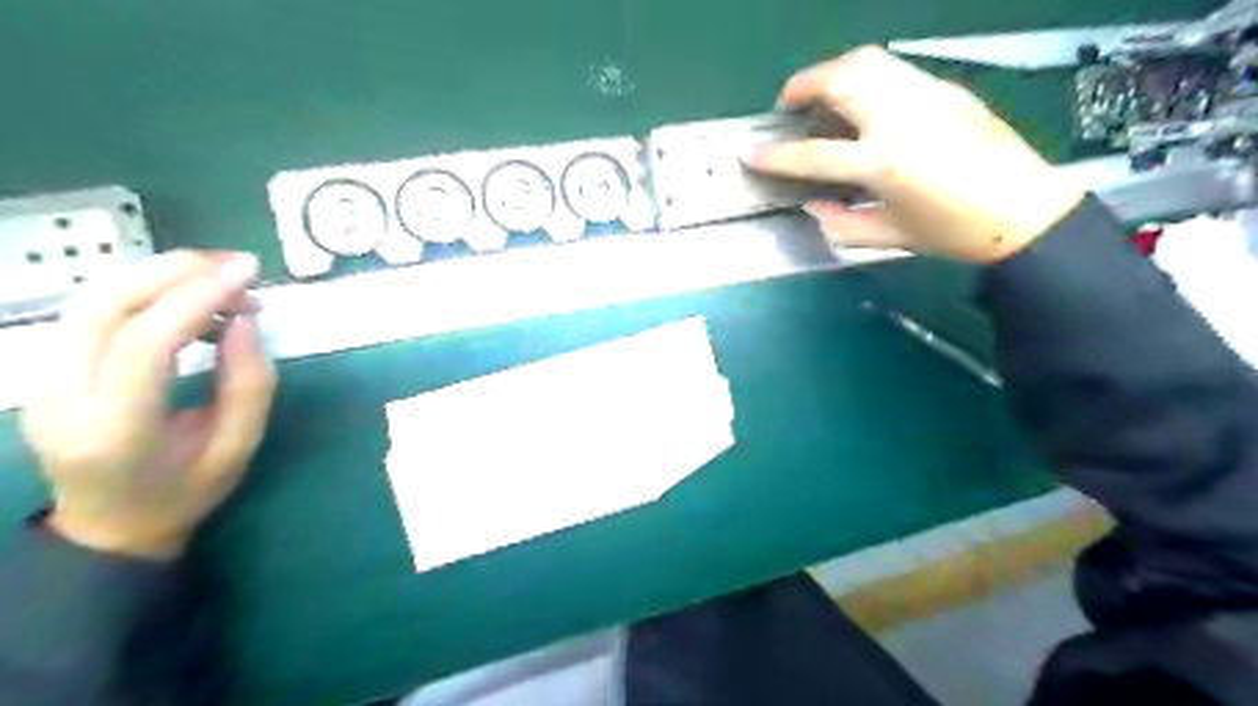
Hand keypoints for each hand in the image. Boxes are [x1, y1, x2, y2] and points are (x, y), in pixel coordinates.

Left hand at [20, 251, 275, 558]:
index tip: (248, 274)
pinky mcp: (46, 369)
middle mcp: (62, 398)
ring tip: (220, 279)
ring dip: (160, 275)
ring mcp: (43, 381)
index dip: (198, 298)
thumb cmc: (184, 494)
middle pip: (104, 306)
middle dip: (175, 271)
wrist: (107, 528)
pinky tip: (190, 303)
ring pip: (91, 300)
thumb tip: (245, 320)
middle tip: (238, 266)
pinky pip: (93, 313)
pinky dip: (147, 293)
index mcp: (115, 430)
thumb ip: (250, 385)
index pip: (146, 343)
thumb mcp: (237, 448)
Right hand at [741, 45, 1087, 265]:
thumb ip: (841, 223)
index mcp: (884, 163)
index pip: (814, 154)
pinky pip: (894, 70)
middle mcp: (902, 119)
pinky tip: (864, 102)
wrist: (1025, 211)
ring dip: (834, 71)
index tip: (750, 151)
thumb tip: (813, 206)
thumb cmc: (954, 232)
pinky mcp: (946, 89)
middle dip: (802, 84)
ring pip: (868, 61)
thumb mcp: (889, 237)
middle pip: (840, 80)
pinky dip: (866, 77)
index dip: (775, 154)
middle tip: (788, 103)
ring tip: (822, 94)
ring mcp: (927, 96)